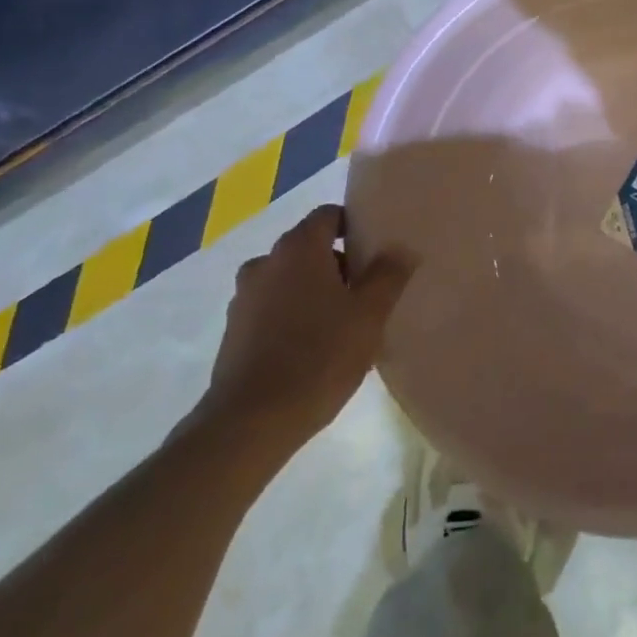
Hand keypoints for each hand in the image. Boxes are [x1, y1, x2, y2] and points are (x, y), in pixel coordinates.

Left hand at [199, 205, 412, 454]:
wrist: (252, 420)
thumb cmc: (320, 356)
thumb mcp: (369, 315)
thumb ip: (388, 275)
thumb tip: (402, 247)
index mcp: (298, 249)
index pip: (329, 216)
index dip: (355, 226)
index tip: (377, 251)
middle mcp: (266, 262)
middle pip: (309, 248)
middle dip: (339, 264)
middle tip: (368, 293)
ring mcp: (244, 297)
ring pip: (290, 280)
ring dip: (315, 291)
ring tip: (343, 324)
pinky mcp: (234, 330)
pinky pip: (272, 308)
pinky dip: (293, 315)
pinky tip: (314, 348)